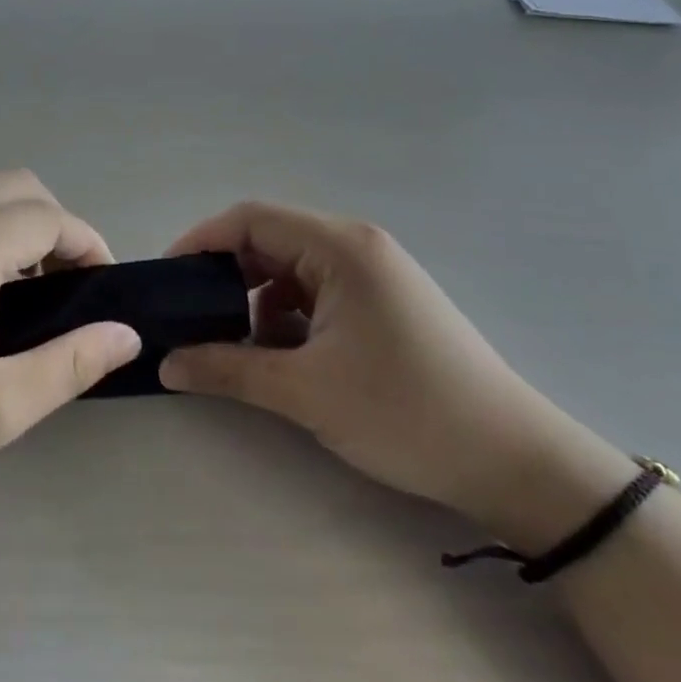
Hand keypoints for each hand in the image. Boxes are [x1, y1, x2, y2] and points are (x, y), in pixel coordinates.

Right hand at [158, 202, 630, 542]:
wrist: (515, 462)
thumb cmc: (407, 412)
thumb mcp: (306, 392)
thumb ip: (227, 370)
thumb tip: (165, 363)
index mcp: (340, 247)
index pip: (250, 219)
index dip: (201, 242)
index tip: (167, 280)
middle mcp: (356, 246)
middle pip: (269, 239)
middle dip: (225, 276)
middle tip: (191, 316)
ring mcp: (373, 273)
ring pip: (290, 269)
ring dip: (256, 300)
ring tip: (234, 345)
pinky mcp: (382, 302)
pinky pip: (316, 292)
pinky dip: (286, 317)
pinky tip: (280, 357)